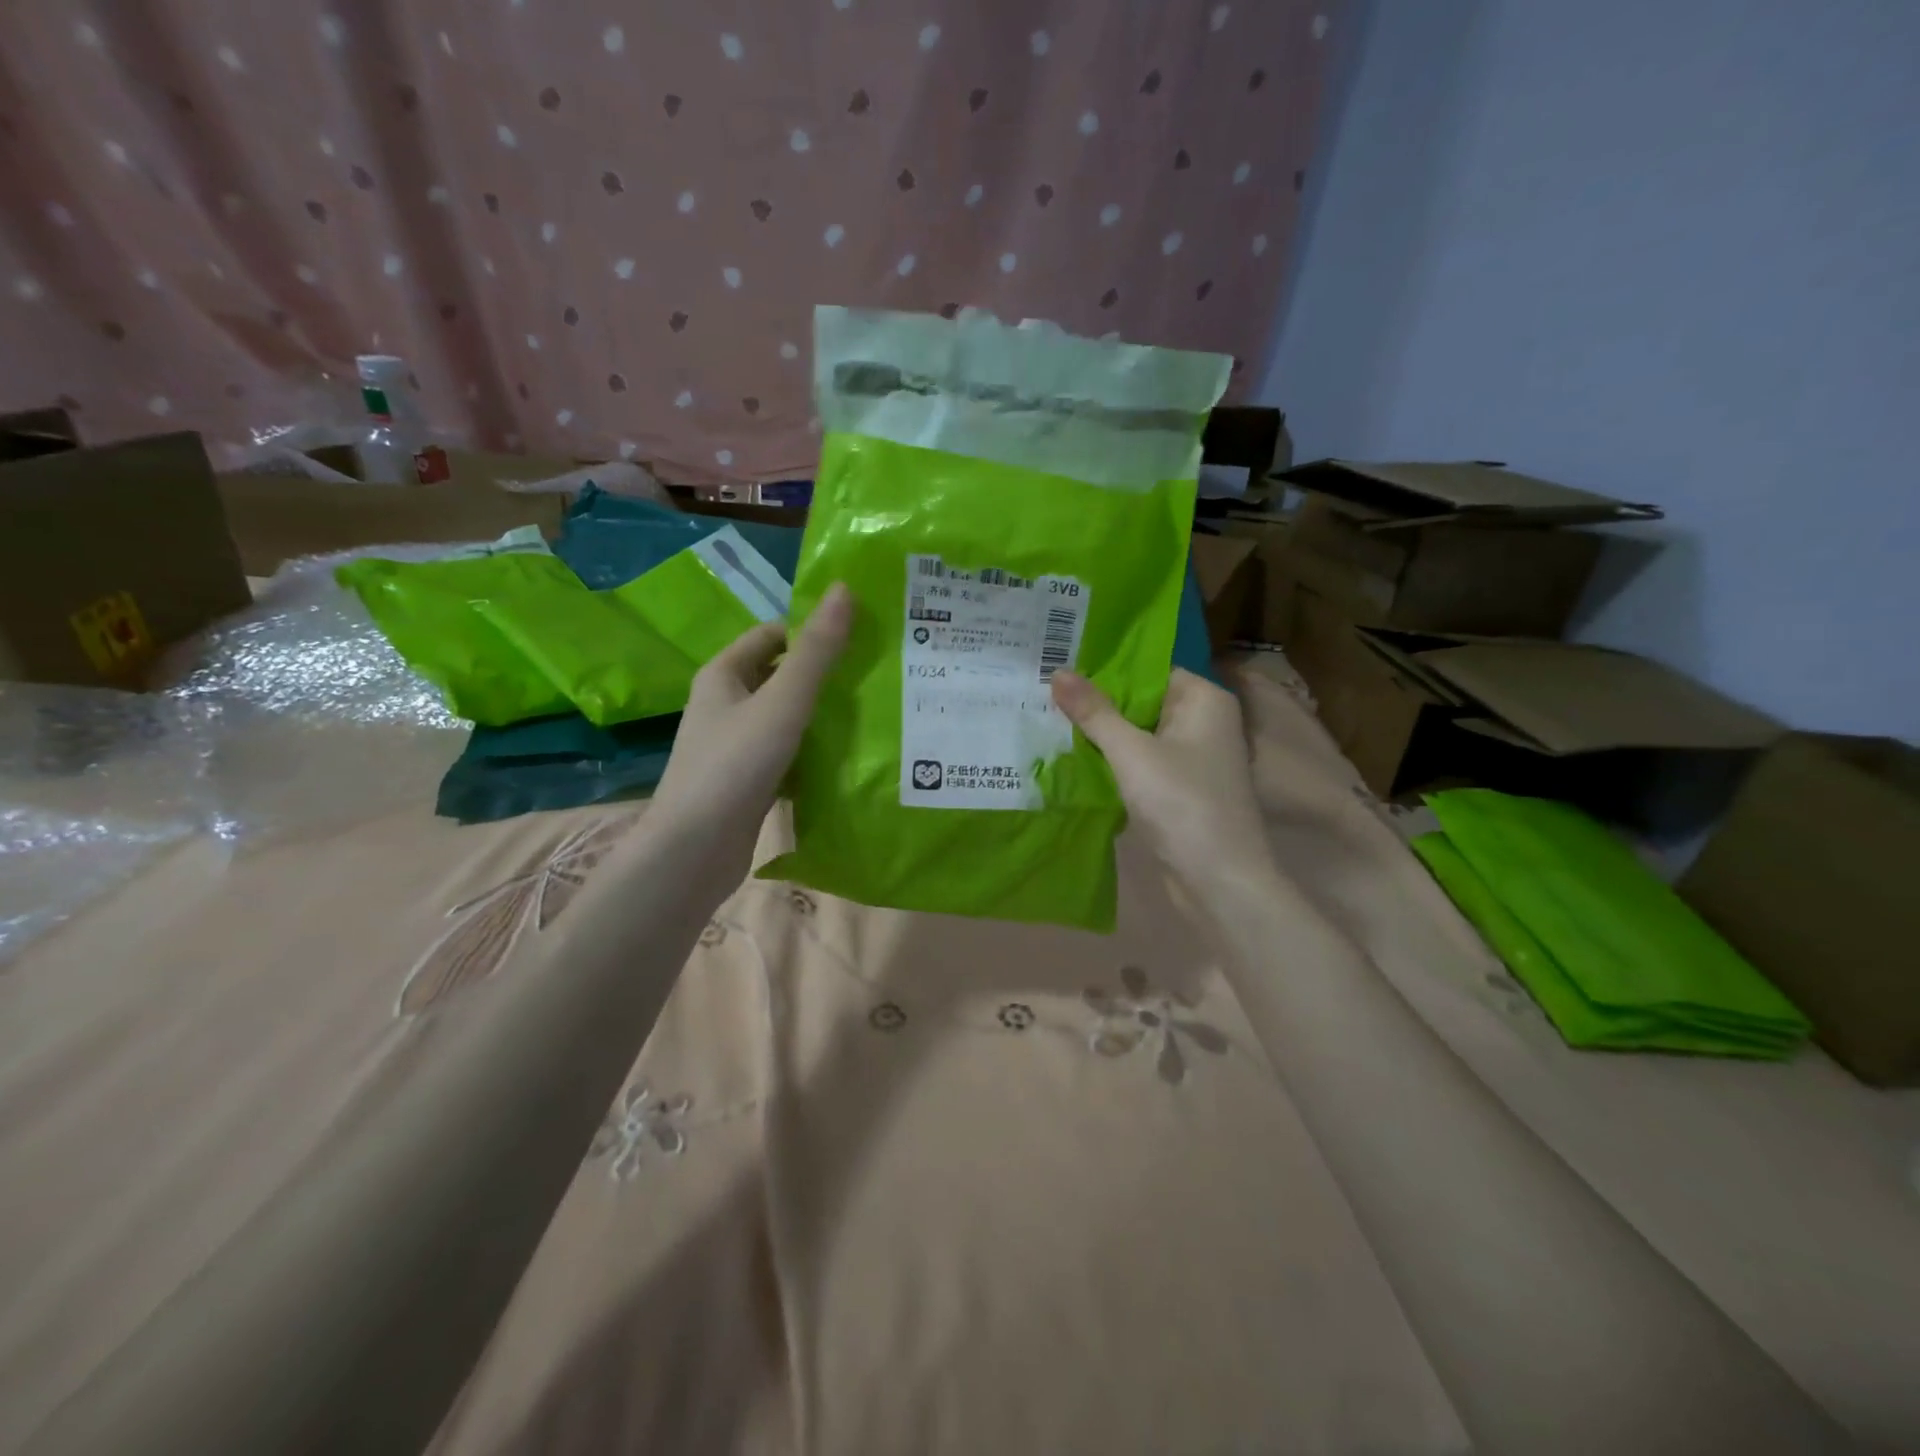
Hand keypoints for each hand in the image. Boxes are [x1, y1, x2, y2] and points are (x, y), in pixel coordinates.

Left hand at [650, 583, 853, 877]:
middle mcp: (726, 704)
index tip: (860, 638)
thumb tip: (844, 589)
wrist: (694, 851)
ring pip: (786, 718)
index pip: (773, 636)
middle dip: (823, 675)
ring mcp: (735, 744)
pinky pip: (786, 754)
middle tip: (875, 676)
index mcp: (724, 675)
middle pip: (781, 676)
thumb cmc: (735, 765)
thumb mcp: (783, 702)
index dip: (812, 631)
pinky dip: (812, 752)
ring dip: (821, 716)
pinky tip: (847, 759)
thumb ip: (816, 651)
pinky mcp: (747, 780)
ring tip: (872, 714)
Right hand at [1051, 667, 1275, 894]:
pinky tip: (1075, 755)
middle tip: (1045, 689)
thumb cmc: (1181, 803)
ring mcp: (1194, 756)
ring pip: (1139, 732)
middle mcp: (1204, 720)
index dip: (1106, 667)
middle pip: (1143, 699)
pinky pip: (1142, 760)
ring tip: (1051, 717)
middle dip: (1098, 700)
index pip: (1149, 668)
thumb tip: (1057, 671)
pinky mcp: (1181, 787)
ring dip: (1103, 731)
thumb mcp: (1130, 752)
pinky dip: (1115, 758)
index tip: (1061, 662)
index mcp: (1204, 699)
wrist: (1219, 880)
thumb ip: (1094, 712)